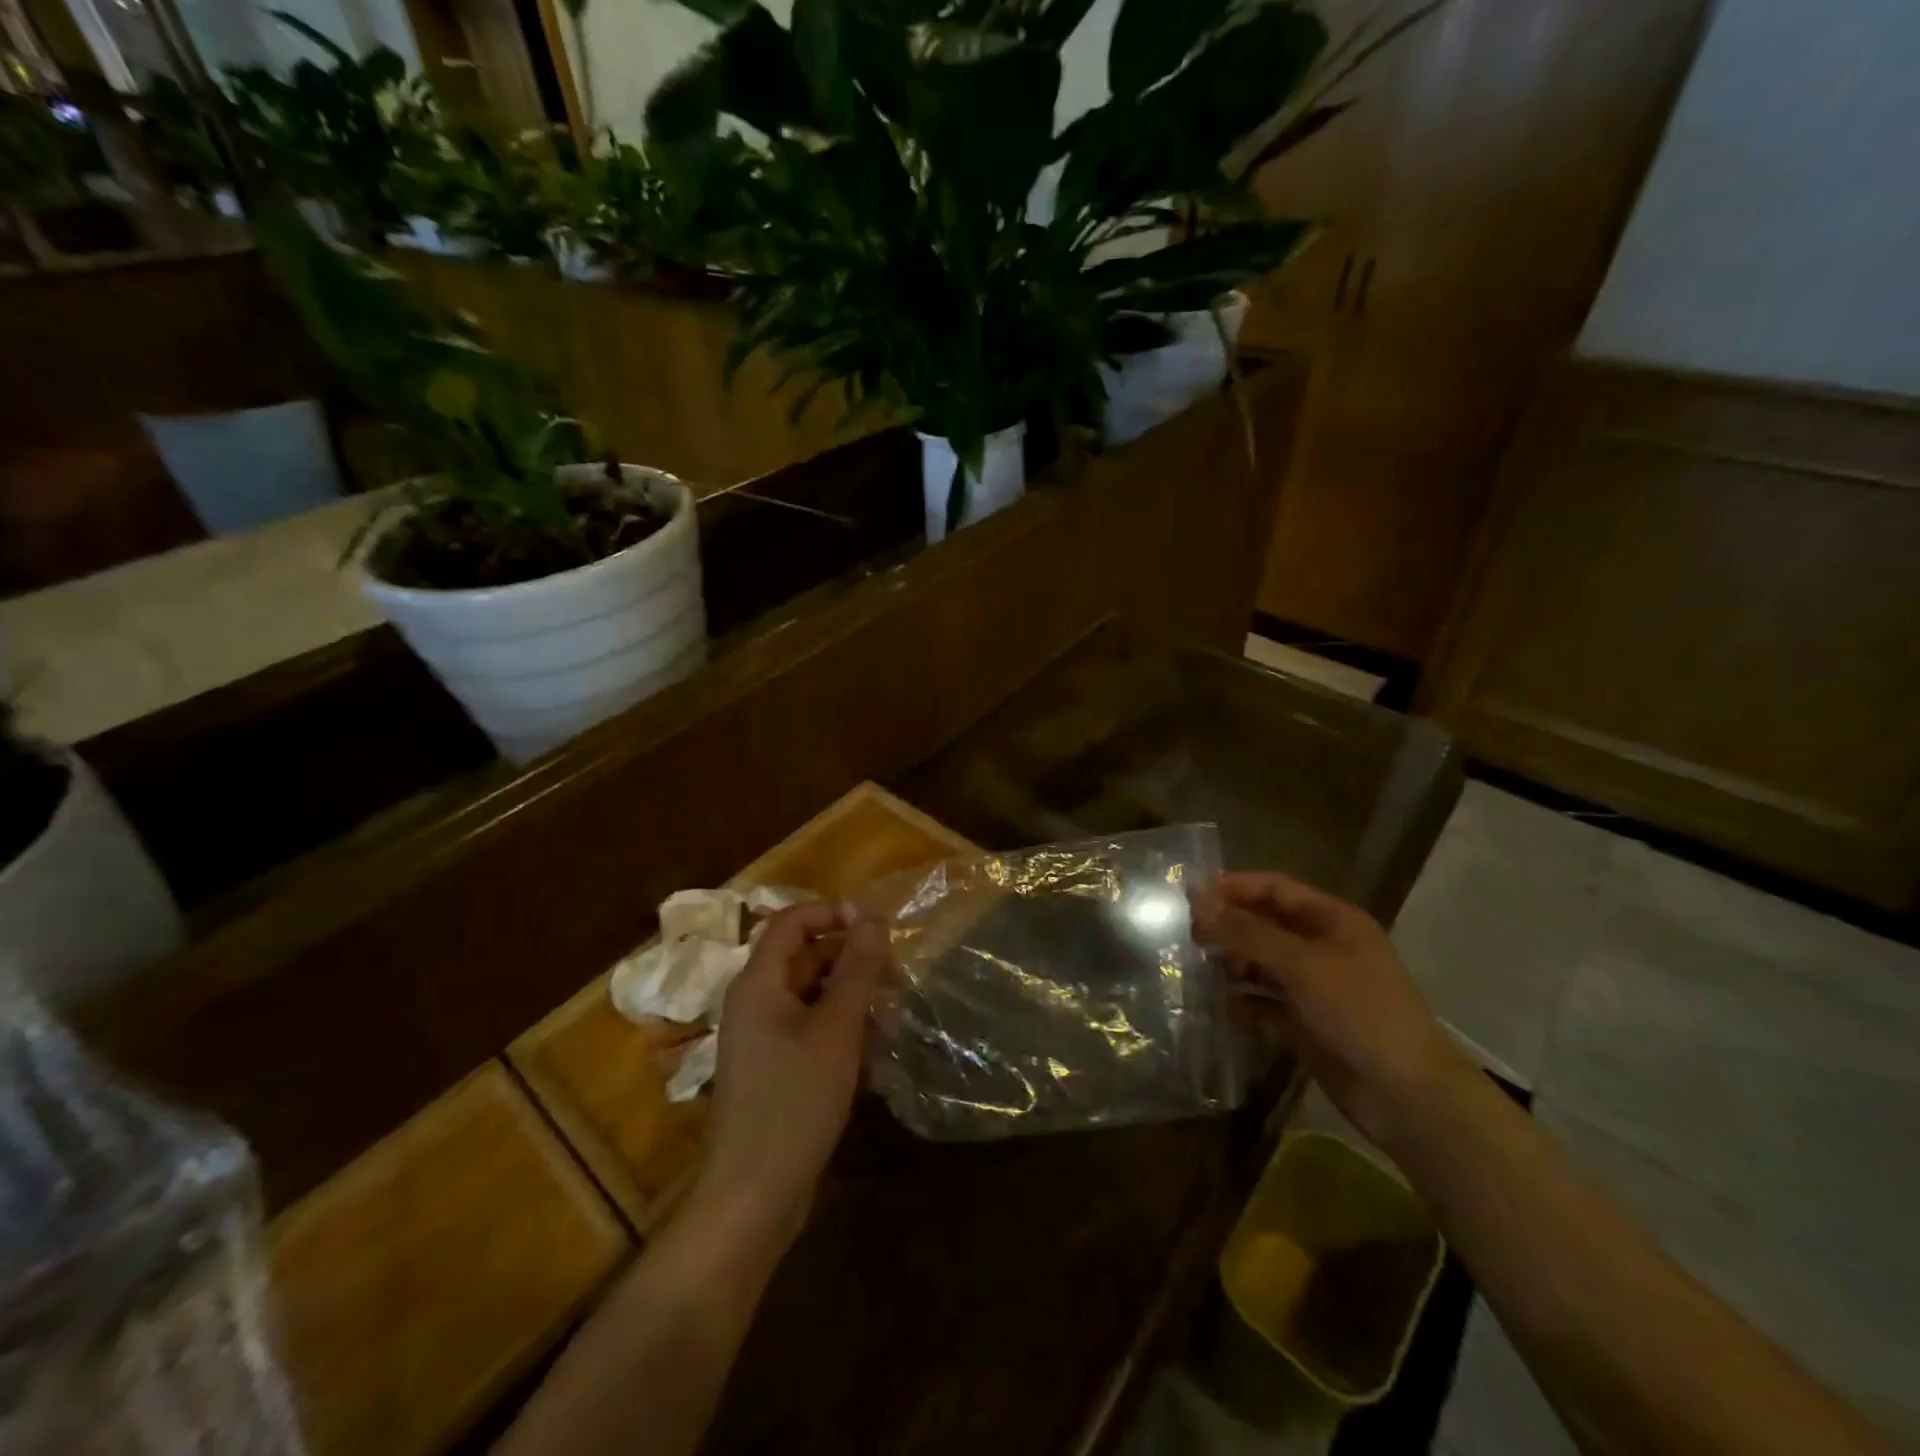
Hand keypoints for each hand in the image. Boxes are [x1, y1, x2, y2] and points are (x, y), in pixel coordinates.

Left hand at [702, 902, 889, 1239]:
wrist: (755, 1194)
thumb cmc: (795, 1101)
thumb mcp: (836, 1030)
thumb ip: (856, 970)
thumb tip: (872, 918)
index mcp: (758, 983)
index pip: (791, 921)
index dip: (832, 912)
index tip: (875, 925)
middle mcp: (753, 1002)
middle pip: (802, 956)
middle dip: (848, 957)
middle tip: (893, 973)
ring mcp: (761, 1037)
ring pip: (809, 993)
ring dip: (849, 994)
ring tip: (890, 1011)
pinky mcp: (772, 1066)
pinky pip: (807, 1027)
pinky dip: (838, 1027)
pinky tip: (872, 1050)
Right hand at [1189, 872, 1471, 1151]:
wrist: (1407, 1095)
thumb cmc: (1360, 1011)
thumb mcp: (1302, 964)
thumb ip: (1248, 932)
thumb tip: (1200, 904)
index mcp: (1333, 920)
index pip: (1275, 889)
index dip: (1234, 887)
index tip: (1189, 894)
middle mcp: (1322, 947)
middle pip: (1266, 924)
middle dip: (1227, 925)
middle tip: (1184, 933)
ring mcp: (1314, 987)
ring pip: (1261, 964)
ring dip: (1230, 962)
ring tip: (1190, 965)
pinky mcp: (1305, 1023)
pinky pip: (1264, 1002)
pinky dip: (1240, 999)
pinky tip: (1212, 1001)